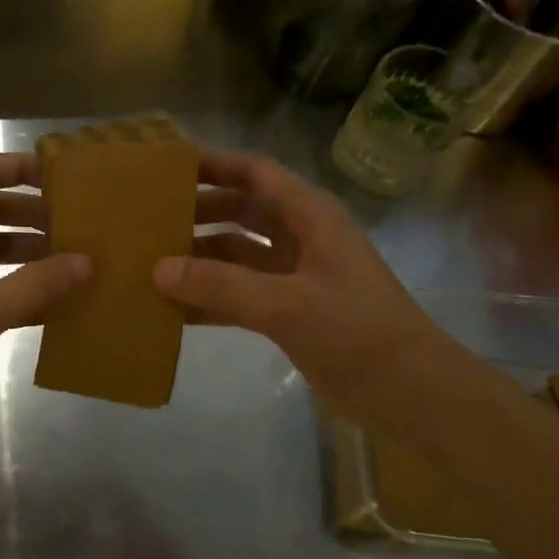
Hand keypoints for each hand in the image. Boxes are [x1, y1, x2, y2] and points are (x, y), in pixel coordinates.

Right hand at [154, 150, 441, 420]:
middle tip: (148, 220)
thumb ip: (222, 285)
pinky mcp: (288, 313)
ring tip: (150, 264)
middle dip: (198, 213)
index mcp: (310, 217)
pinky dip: (210, 299)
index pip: (256, 174)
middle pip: (241, 212)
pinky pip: (239, 296)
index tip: (168, 169)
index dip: (215, 165)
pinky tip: (173, 310)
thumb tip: (158, 269)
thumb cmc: (357, 332)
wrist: (410, 393)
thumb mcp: (287, 304)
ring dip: (199, 260)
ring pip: (236, 256)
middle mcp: (300, 239)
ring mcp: (294, 278)